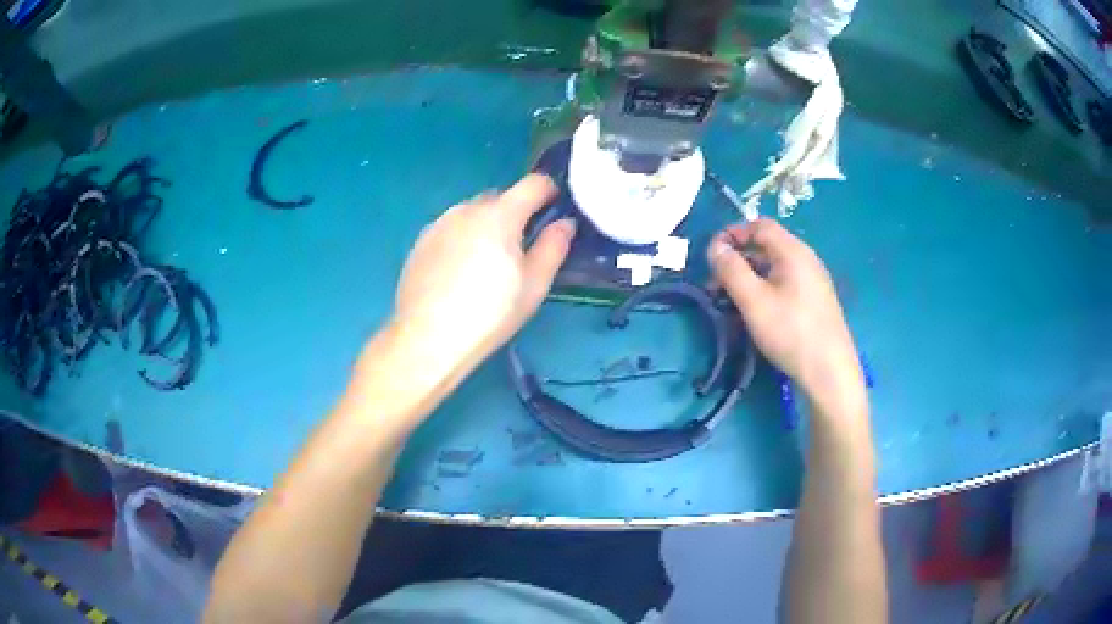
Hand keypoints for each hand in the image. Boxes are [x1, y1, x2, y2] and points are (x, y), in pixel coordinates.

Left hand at [393, 174, 574, 374]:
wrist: (428, 338)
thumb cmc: (489, 314)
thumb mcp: (534, 286)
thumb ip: (553, 247)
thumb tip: (565, 224)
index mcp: (500, 215)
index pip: (533, 184)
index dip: (549, 191)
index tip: (554, 209)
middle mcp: (467, 209)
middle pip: (500, 198)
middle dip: (515, 214)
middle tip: (520, 249)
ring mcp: (439, 223)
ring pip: (472, 213)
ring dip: (486, 226)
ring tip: (485, 265)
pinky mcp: (420, 241)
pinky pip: (450, 229)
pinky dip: (462, 239)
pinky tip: (458, 273)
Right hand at [707, 219, 861, 404]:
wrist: (829, 372)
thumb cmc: (790, 332)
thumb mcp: (754, 301)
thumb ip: (731, 270)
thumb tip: (715, 248)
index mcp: (793, 251)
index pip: (759, 226)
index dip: (733, 233)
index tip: (711, 255)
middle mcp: (806, 259)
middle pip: (766, 246)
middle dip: (737, 259)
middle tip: (714, 284)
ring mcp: (813, 281)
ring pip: (774, 267)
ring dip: (748, 277)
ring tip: (729, 301)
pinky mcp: (815, 301)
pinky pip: (784, 283)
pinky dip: (764, 289)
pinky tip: (754, 312)